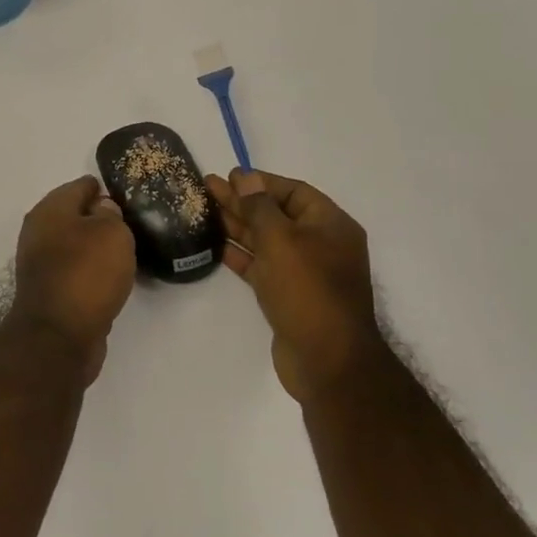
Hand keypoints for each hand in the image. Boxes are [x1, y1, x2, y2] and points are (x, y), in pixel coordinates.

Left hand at [8, 176, 137, 383]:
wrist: (58, 336)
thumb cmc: (86, 274)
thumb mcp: (111, 233)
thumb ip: (110, 215)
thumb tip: (101, 211)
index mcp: (49, 210)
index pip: (80, 186)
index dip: (104, 188)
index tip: (128, 195)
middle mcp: (39, 232)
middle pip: (74, 215)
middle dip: (99, 217)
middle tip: (130, 223)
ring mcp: (40, 263)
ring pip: (74, 244)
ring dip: (94, 246)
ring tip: (125, 250)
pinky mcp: (49, 291)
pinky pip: (75, 270)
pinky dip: (90, 270)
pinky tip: (110, 277)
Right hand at [206, 168, 381, 404]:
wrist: (326, 360)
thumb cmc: (307, 290)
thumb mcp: (281, 240)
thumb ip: (260, 207)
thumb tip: (246, 178)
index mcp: (331, 225)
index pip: (293, 191)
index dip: (261, 182)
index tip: (229, 176)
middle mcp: (321, 244)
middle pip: (277, 214)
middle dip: (243, 201)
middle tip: (207, 188)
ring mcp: (305, 272)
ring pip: (267, 240)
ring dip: (238, 225)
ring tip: (205, 210)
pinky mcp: (289, 295)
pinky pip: (263, 266)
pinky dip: (241, 255)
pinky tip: (216, 245)